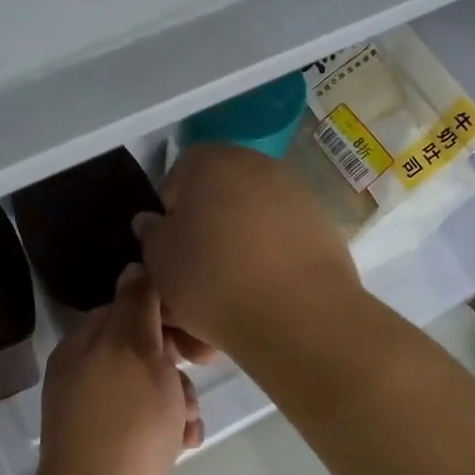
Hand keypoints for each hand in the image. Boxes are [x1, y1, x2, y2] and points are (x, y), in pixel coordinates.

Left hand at [31, 264, 202, 474]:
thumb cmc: (126, 421)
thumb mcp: (135, 348)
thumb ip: (138, 303)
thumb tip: (136, 265)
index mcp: (83, 347)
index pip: (128, 307)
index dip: (166, 311)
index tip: (199, 324)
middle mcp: (88, 376)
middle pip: (145, 347)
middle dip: (178, 359)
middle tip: (205, 365)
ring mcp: (104, 416)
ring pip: (157, 386)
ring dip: (181, 396)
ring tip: (186, 418)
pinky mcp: (123, 450)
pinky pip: (157, 423)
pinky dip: (175, 428)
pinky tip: (186, 443)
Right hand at [132, 144, 362, 357]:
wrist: (297, 313)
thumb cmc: (211, 277)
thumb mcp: (159, 259)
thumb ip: (151, 234)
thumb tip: (153, 222)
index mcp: (211, 161)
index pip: (177, 178)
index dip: (168, 216)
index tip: (167, 252)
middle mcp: (257, 165)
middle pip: (218, 199)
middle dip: (204, 234)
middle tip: (194, 277)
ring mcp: (296, 194)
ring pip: (250, 224)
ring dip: (236, 252)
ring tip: (226, 298)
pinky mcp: (323, 227)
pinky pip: (281, 243)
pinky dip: (268, 264)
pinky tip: (260, 299)